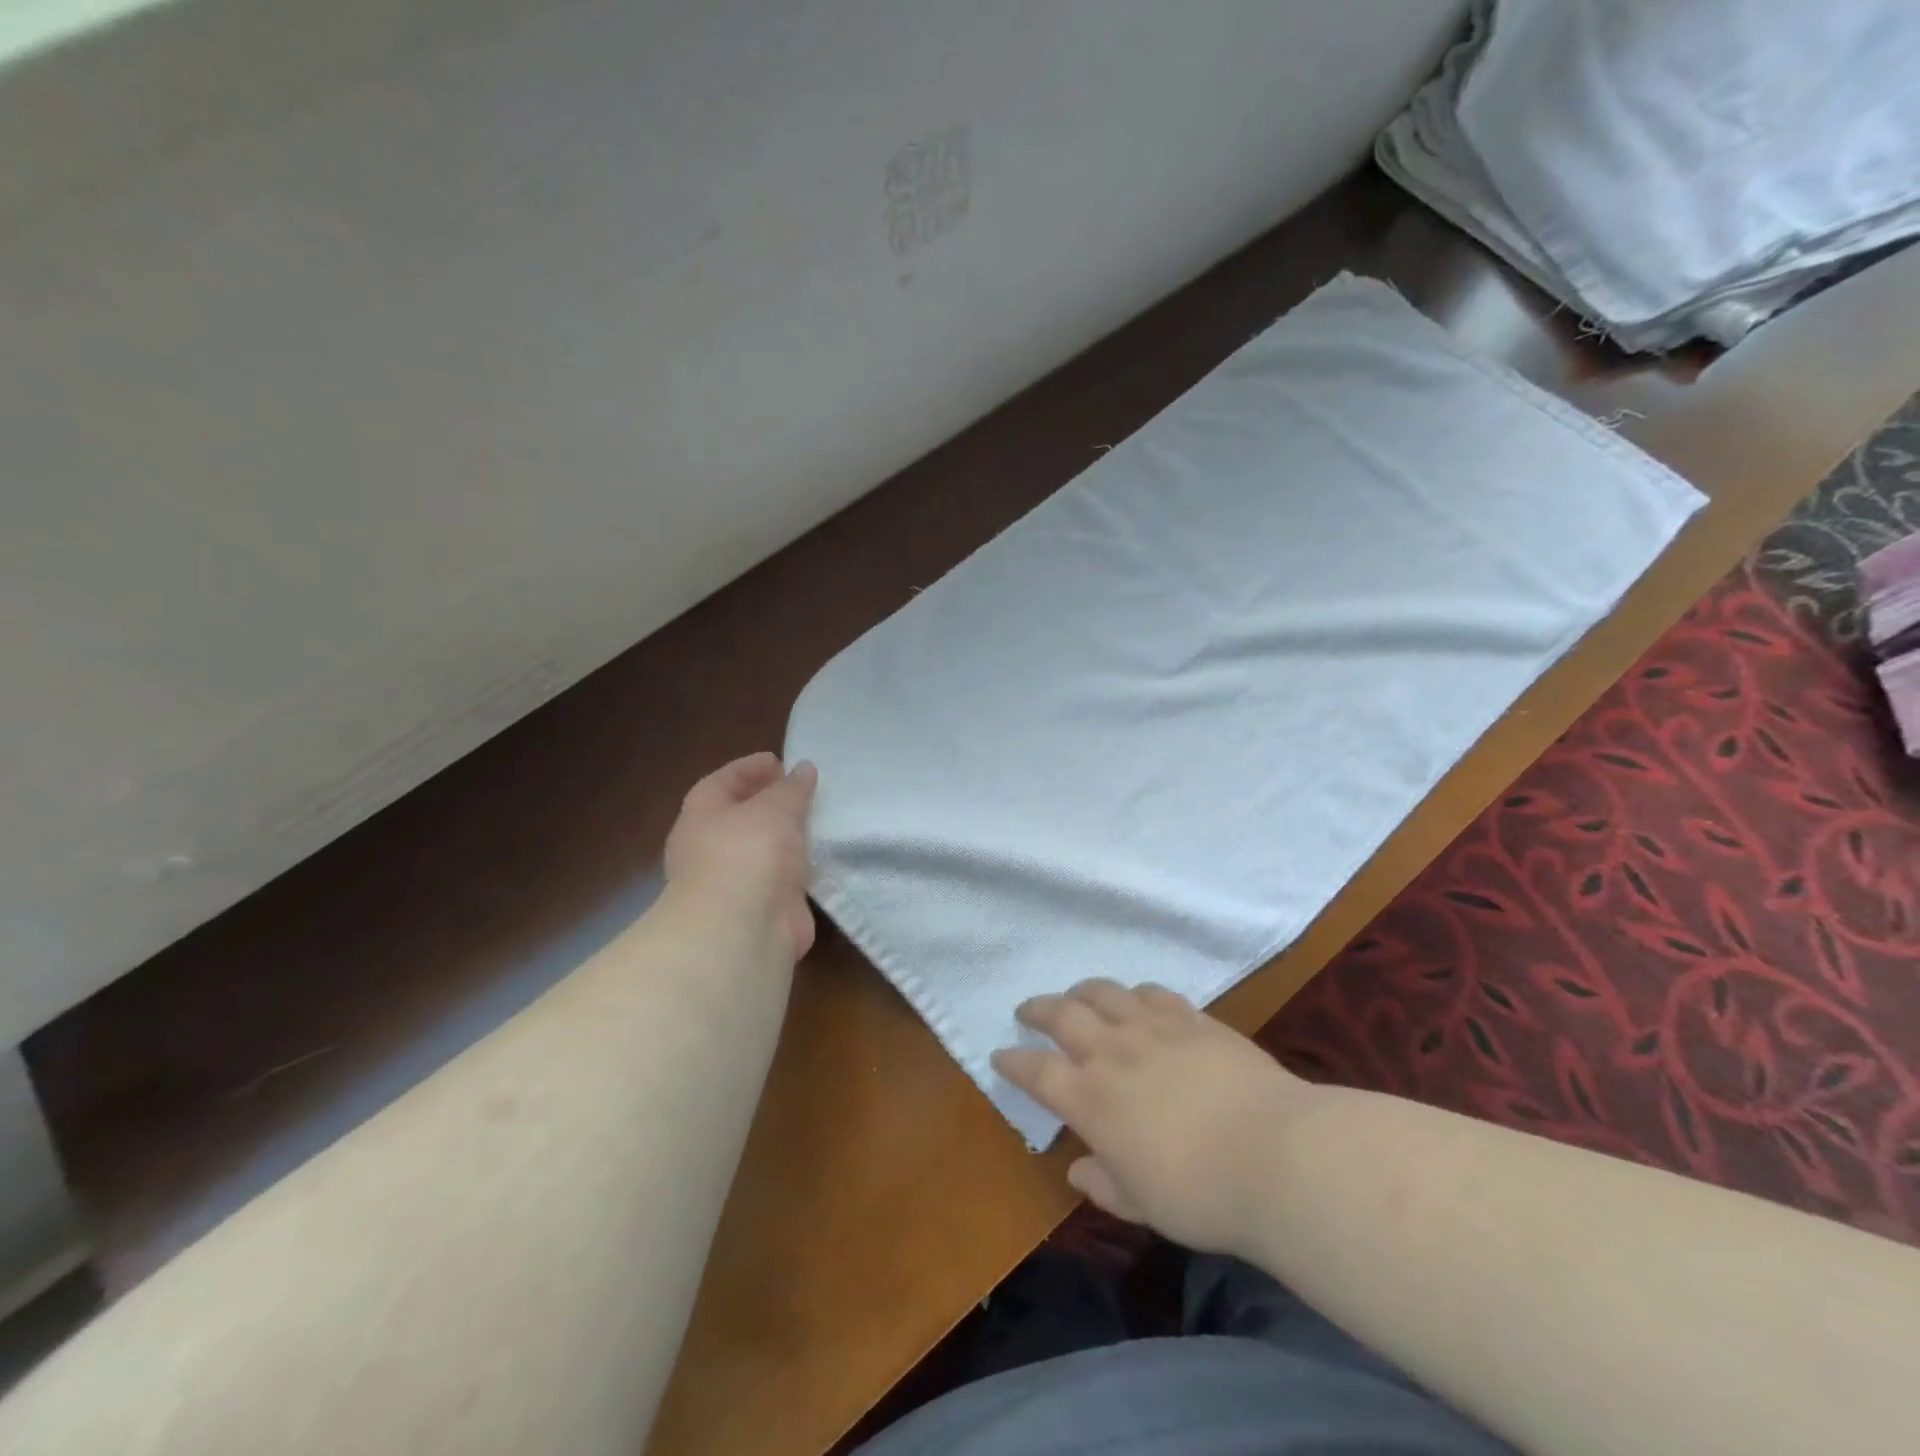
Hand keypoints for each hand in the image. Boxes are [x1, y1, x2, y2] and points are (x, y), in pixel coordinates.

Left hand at [663, 753, 817, 962]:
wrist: (742, 929)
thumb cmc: (748, 853)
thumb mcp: (775, 807)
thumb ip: (792, 788)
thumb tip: (803, 769)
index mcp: (701, 816)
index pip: (722, 782)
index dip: (749, 768)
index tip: (780, 761)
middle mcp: (710, 848)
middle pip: (741, 816)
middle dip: (770, 803)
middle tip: (803, 790)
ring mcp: (734, 881)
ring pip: (763, 850)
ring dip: (788, 837)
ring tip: (820, 819)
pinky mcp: (761, 908)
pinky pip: (782, 878)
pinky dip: (800, 867)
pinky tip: (824, 856)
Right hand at [993, 980, 1318, 1257]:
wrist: (1276, 1155)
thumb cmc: (1202, 1195)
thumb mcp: (1144, 1205)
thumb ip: (1105, 1184)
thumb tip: (1078, 1170)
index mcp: (1091, 1100)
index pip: (1037, 1071)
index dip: (1014, 1062)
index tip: (1001, 1055)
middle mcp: (1113, 1052)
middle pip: (1063, 1015)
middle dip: (1038, 1010)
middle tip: (1028, 1010)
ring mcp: (1153, 1028)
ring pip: (1104, 992)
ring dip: (1082, 992)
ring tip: (1077, 995)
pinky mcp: (1192, 1018)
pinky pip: (1153, 993)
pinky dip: (1135, 993)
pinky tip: (1137, 998)